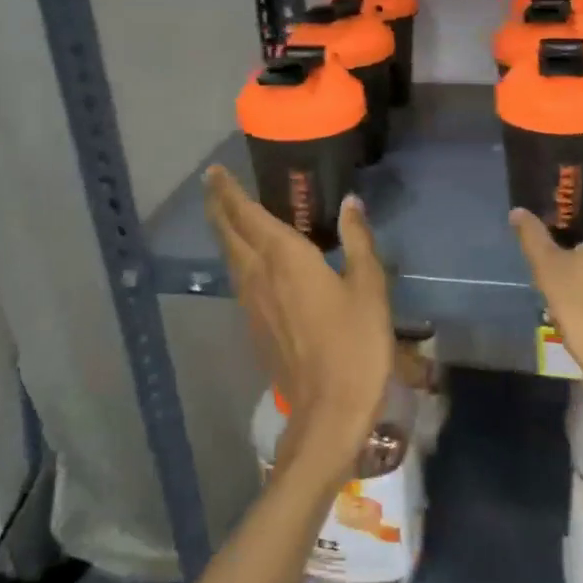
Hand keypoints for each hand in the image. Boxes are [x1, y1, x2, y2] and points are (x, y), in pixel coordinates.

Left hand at [203, 166, 394, 486]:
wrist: (329, 410)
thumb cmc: (355, 344)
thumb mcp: (369, 288)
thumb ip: (357, 241)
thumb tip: (350, 203)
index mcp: (284, 258)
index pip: (246, 214)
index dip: (228, 191)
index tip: (216, 172)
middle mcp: (258, 275)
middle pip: (228, 234)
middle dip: (218, 206)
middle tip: (213, 184)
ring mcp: (251, 305)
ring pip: (230, 258)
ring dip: (225, 232)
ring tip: (228, 216)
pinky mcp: (255, 328)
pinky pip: (239, 281)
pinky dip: (237, 259)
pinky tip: (249, 264)